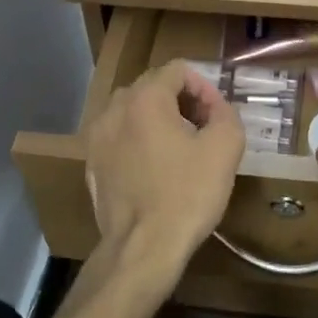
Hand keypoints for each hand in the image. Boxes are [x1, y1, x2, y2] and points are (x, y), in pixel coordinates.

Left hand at [83, 60, 244, 285]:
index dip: (203, 87)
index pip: (177, 69)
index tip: (216, 116)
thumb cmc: (186, 194)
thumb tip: (215, 107)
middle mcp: (114, 109)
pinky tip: (155, 171)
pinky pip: (119, 138)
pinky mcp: (91, 164)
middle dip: (180, 101)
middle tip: (202, 129)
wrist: (142, 248)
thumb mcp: (225, 148)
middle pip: (152, 87)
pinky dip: (138, 142)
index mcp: (145, 98)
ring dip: (158, 120)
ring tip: (179, 149)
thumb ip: (226, 113)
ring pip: (132, 112)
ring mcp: (97, 137)